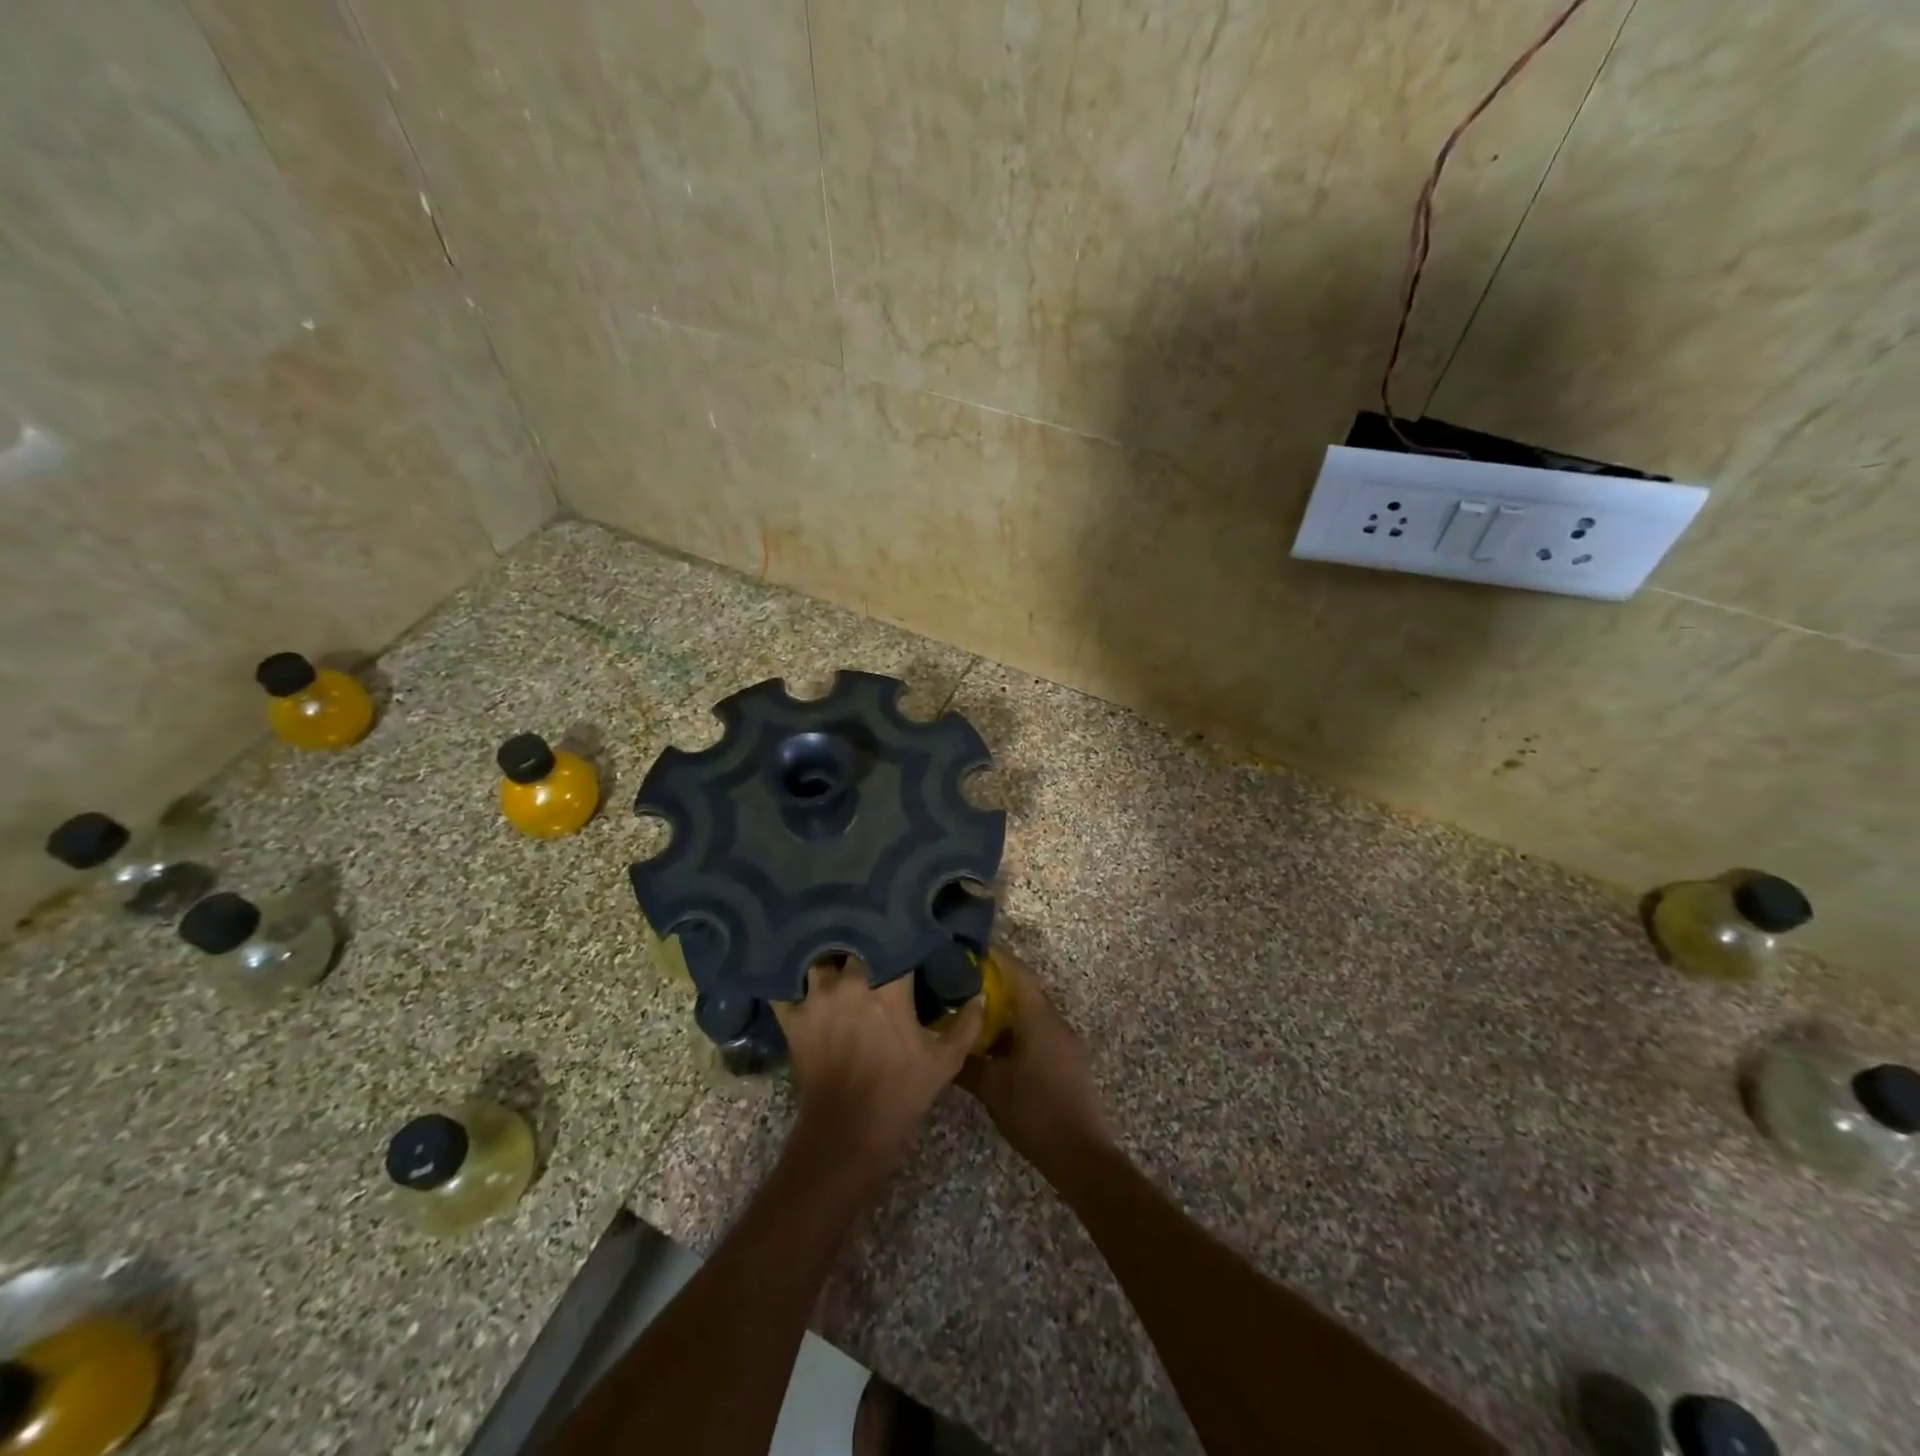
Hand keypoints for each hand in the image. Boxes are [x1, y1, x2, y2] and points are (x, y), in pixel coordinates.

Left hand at [773, 956, 980, 1173]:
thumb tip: (978, 996)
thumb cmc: (901, 1095)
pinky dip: (792, 982)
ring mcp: (816, 999)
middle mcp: (850, 983)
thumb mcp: (945, 1062)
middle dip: (866, 942)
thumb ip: (966, 1024)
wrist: (847, 1136)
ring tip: (838, 958)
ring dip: (830, 959)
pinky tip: (801, 980)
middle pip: (855, 942)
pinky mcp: (793, 1019)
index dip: (905, 936)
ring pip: (820, 959)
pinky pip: (786, 988)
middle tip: (875, 945)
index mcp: (889, 987)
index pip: (897, 942)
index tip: (913, 934)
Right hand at [958, 947, 1113, 1169]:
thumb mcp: (991, 1088)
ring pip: (1033, 1014)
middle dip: (996, 986)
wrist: (1080, 1154)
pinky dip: (1018, 1031)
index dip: (996, 959)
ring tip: (975, 1016)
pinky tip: (998, 1048)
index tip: (971, 953)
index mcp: (1039, 1019)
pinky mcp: (1069, 1061)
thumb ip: (966, 1063)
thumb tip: (943, 1047)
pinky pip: (1041, 1033)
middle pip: (1025, 991)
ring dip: (1007, 1012)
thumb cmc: (1034, 1111)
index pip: (1018, 973)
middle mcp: (1056, 1022)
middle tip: (964, 986)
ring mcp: (1066, 1042)